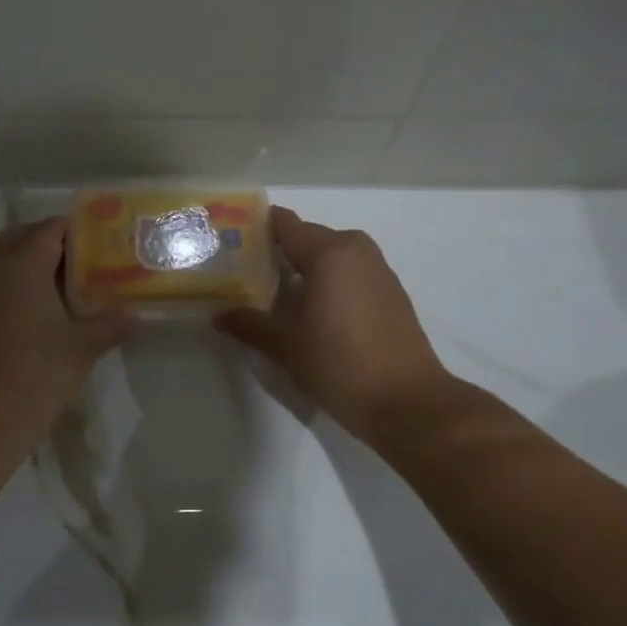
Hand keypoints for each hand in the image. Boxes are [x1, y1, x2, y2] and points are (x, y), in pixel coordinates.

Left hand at [0, 217, 129, 478]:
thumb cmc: (33, 374)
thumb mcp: (81, 348)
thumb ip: (110, 324)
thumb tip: (136, 314)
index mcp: (22, 263)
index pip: (52, 228)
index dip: (80, 229)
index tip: (109, 239)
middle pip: (25, 237)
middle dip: (56, 242)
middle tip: (91, 260)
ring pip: (9, 262)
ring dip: (38, 265)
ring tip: (77, 286)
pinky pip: (1, 285)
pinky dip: (24, 286)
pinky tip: (51, 312)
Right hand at [215, 206, 455, 441]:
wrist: (407, 402)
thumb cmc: (339, 364)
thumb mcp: (285, 346)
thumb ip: (249, 324)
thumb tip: (219, 316)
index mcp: (327, 252)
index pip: (284, 223)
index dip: (256, 226)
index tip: (232, 239)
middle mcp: (355, 250)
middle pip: (307, 237)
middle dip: (279, 250)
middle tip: (247, 271)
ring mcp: (378, 269)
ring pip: (331, 255)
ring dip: (306, 267)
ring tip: (277, 292)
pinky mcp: (392, 291)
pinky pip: (351, 272)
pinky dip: (330, 280)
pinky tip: (314, 309)